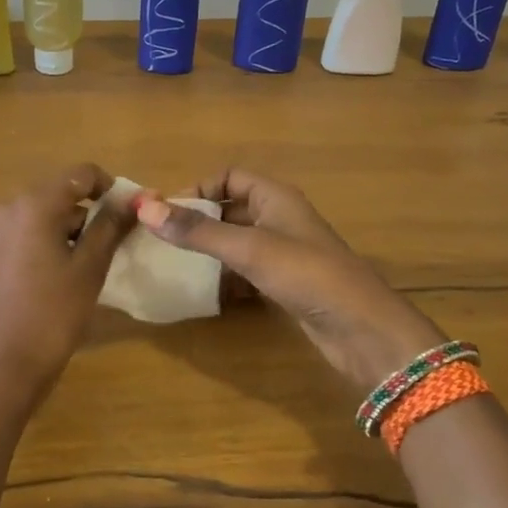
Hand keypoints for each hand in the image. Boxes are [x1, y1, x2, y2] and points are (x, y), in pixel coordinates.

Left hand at [0, 164, 132, 400]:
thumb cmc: (50, 316)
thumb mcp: (88, 270)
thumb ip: (110, 228)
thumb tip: (132, 199)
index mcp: (34, 204)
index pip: (81, 173)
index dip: (111, 187)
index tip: (132, 213)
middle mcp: (10, 209)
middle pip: (61, 194)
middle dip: (93, 212)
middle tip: (119, 242)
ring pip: (45, 218)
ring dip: (73, 231)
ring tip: (96, 265)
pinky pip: (28, 238)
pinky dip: (51, 246)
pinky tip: (64, 280)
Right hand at [136, 169, 445, 391]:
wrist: (362, 329)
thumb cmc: (307, 274)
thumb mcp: (248, 248)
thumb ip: (197, 231)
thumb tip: (145, 208)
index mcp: (275, 197)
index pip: (229, 177)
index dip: (198, 188)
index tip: (166, 211)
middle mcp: (278, 219)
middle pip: (229, 210)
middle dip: (198, 222)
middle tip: (161, 240)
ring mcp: (283, 253)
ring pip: (235, 242)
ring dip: (208, 251)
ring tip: (173, 266)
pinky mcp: (285, 284)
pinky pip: (245, 271)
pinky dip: (225, 277)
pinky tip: (205, 293)